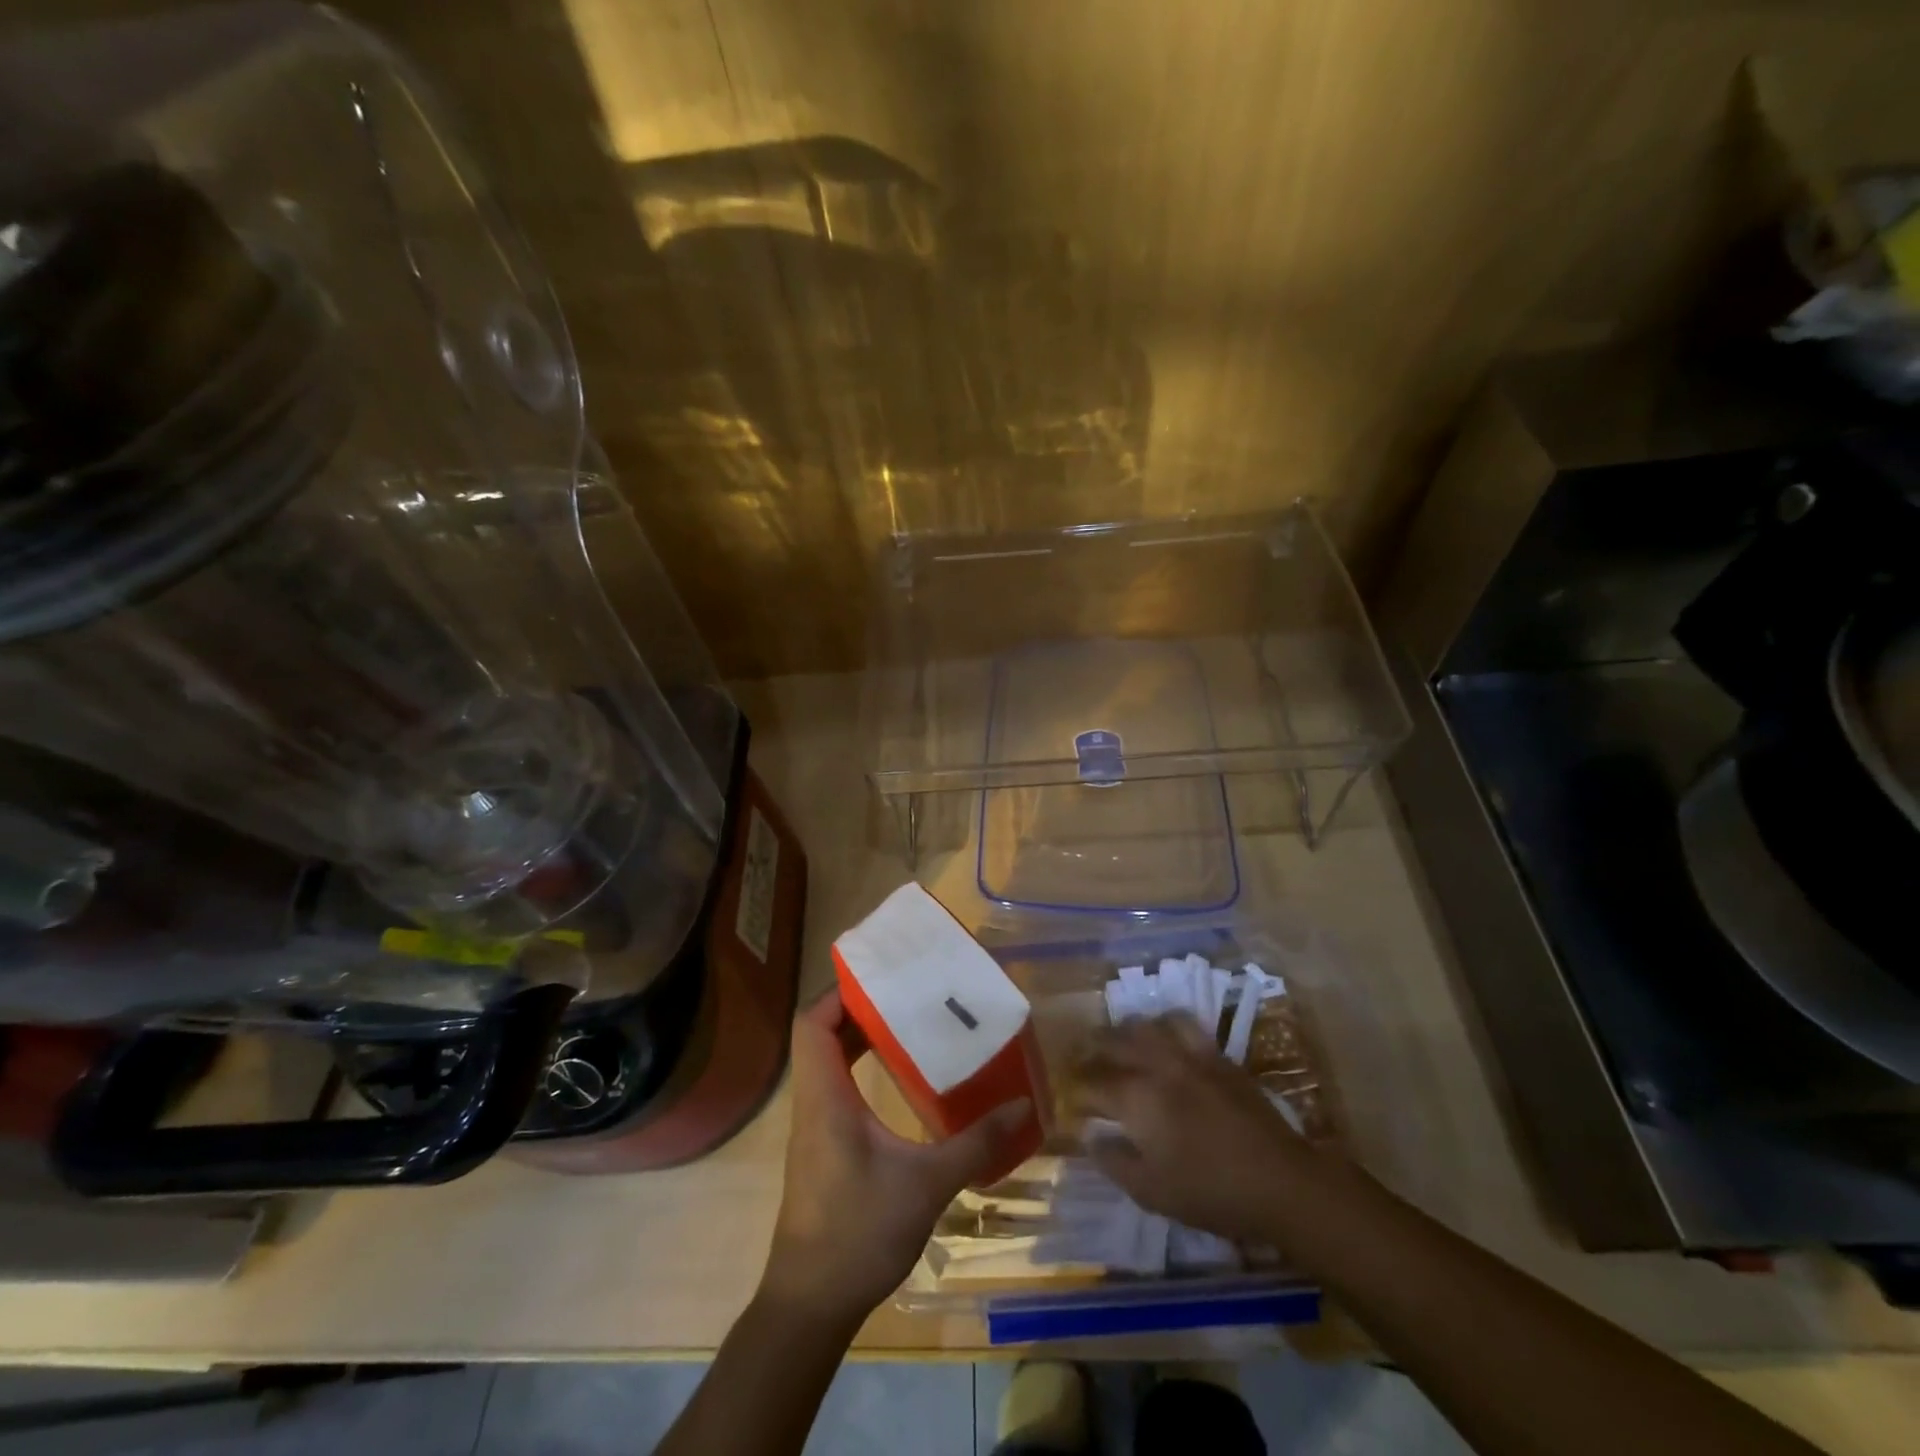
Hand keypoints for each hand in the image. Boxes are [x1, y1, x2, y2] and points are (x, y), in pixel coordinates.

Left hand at [761, 990, 1031, 1324]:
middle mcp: (813, 1102)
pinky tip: (900, 1079)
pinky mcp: (823, 1147)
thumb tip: (1022, 1106)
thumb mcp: (926, 1185)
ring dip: (860, 1038)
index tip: (882, 978)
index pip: (811, 1024)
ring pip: (828, 1062)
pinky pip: (837, 1088)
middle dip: (859, 1008)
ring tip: (908, 1023)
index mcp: (825, 1097)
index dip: (839, 993)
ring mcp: (815, 1126)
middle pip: (820, 1035)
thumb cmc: (859, 1234)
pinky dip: (861, 1069)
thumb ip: (974, 1143)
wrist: (811, 1305)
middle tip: (907, 993)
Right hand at [1076, 1016, 1326, 1245]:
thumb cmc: (1211, 1193)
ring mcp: (1189, 1054)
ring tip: (1120, 1041)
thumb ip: (1114, 1160)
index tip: (1070, 1099)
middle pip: (1113, 1041)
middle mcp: (1157, 1064)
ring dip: (1126, 1030)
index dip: (1076, 1090)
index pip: (1091, 1084)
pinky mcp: (1217, 1054)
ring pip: (1146, 1024)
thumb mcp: (1152, 1192)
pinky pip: (1183, 1025)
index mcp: (1136, 1098)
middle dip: (1092, 1048)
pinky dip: (1165, 1025)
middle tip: (1083, 1058)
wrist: (1281, 1181)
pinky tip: (1166, 1039)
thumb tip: (1089, 1135)